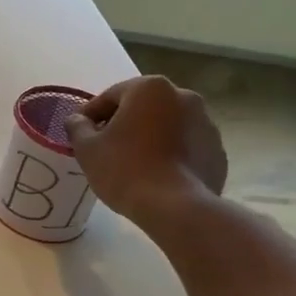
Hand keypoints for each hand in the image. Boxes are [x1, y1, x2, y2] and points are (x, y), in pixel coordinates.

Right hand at [63, 76, 227, 231]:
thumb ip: (78, 127)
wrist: (175, 206)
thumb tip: (77, 120)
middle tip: (105, 148)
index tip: (79, 134)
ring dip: (149, 138)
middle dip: (123, 124)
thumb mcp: (87, 148)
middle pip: (142, 107)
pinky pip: (185, 146)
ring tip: (132, 164)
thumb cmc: (125, 169)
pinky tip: (156, 176)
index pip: (110, 96)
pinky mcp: (217, 150)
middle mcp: (184, 96)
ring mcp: (206, 123)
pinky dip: (170, 154)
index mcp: (150, 88)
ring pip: (166, 126)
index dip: (90, 115)